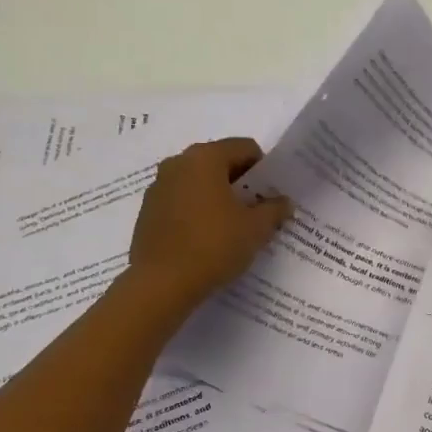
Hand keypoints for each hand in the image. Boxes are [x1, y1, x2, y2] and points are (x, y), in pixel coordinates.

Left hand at [128, 138, 291, 313]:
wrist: (162, 283)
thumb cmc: (214, 246)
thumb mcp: (256, 228)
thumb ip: (274, 209)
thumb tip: (283, 202)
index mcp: (205, 157)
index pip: (245, 148)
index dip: (264, 169)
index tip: (272, 194)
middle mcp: (178, 163)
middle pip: (220, 162)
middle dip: (241, 182)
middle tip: (257, 210)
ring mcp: (159, 186)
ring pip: (199, 182)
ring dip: (218, 196)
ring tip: (233, 226)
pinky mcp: (148, 211)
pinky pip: (182, 200)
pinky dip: (198, 210)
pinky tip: (207, 238)